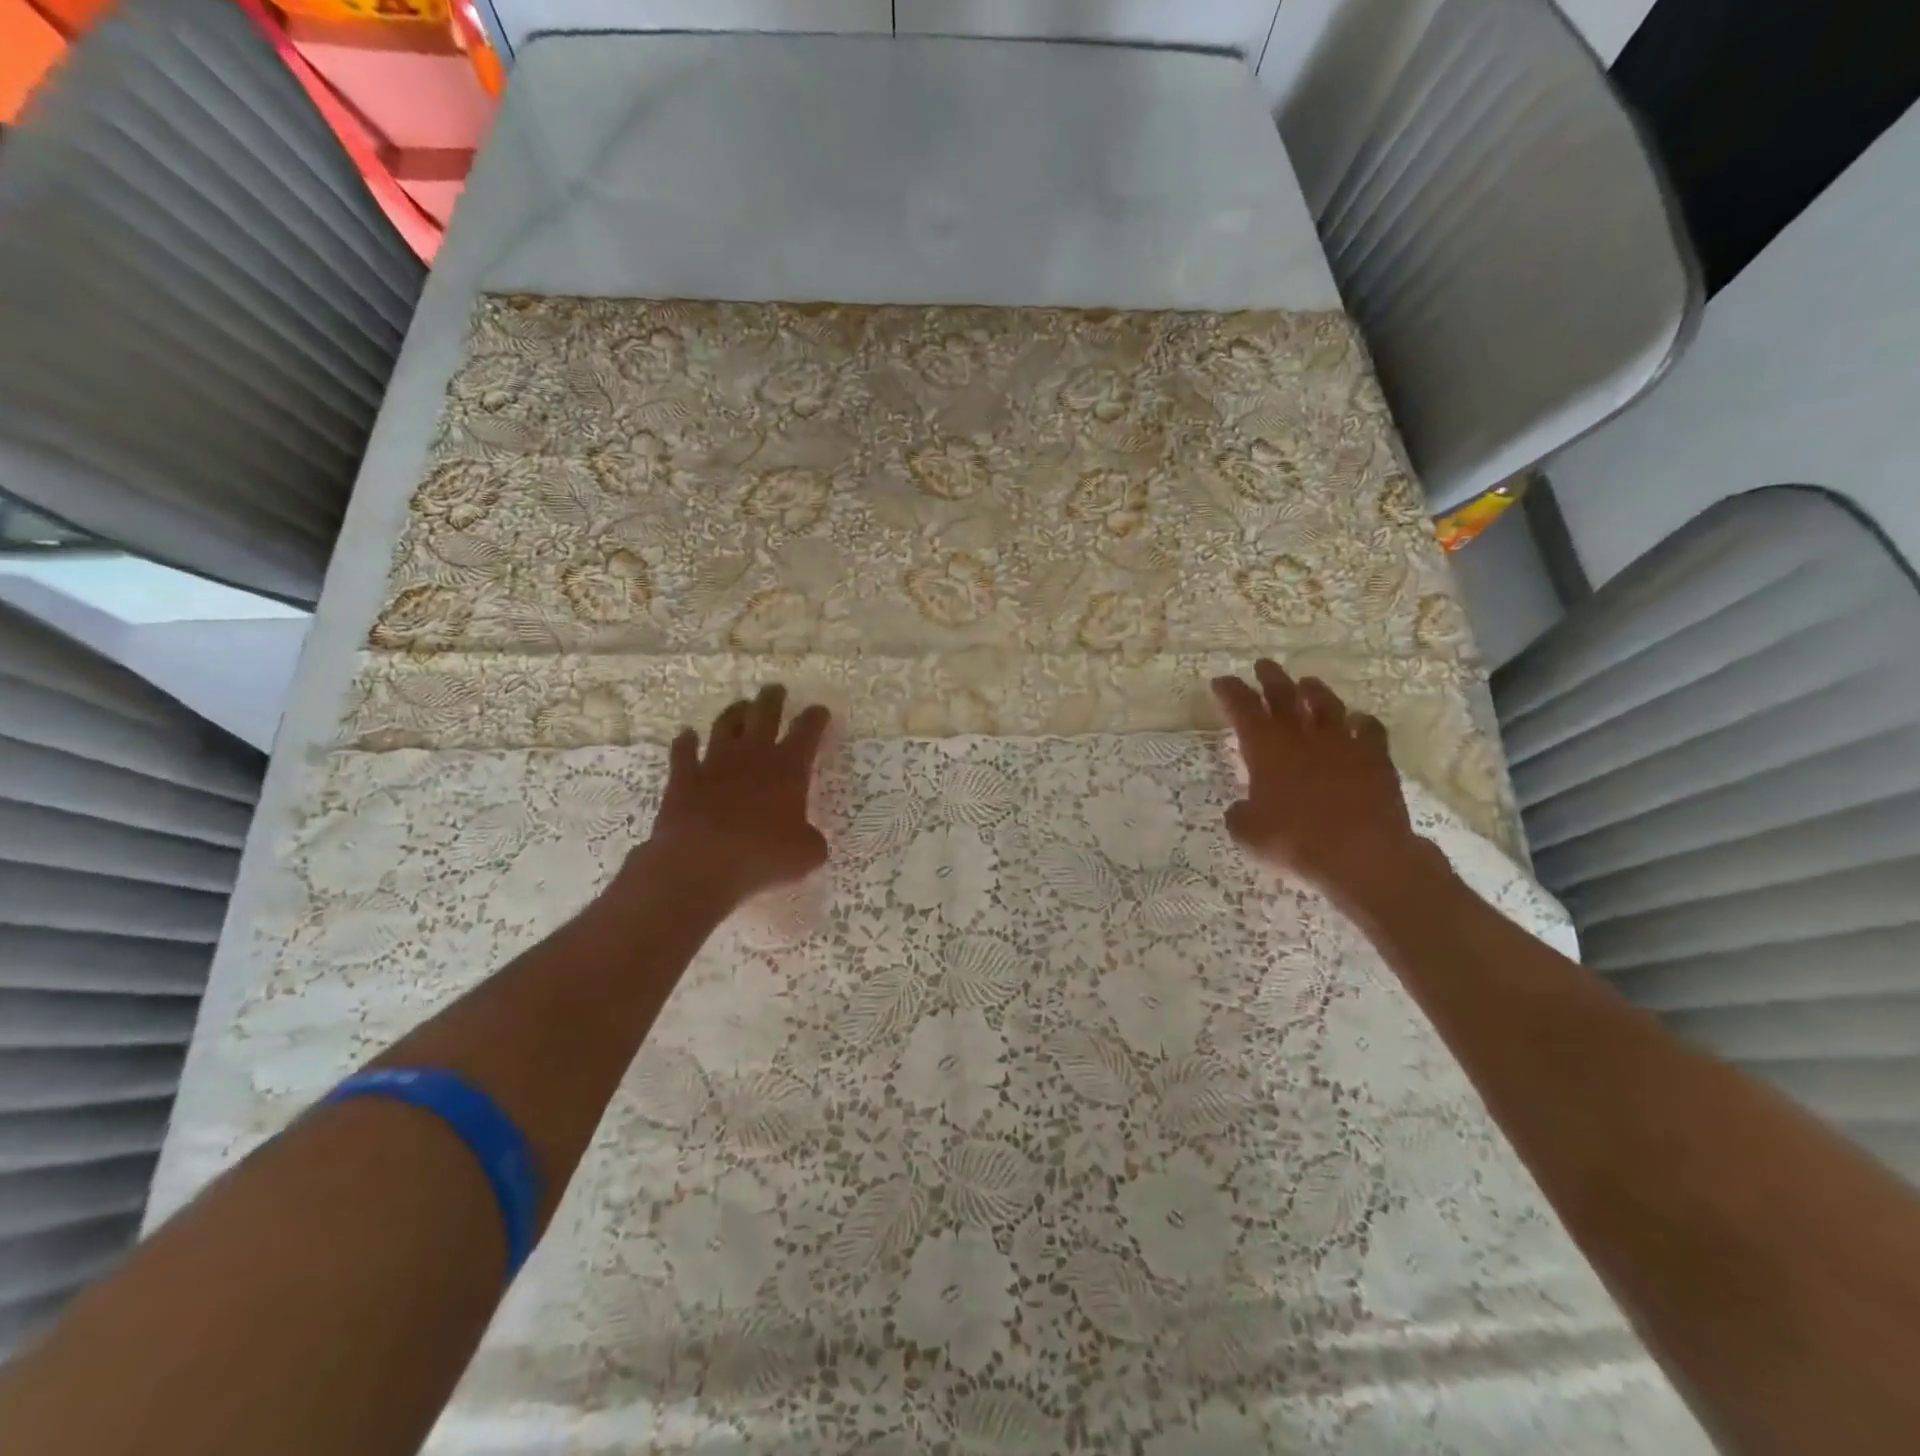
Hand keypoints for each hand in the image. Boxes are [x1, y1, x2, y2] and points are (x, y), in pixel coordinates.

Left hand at [626, 685, 831, 913]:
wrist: (700, 863)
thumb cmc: (761, 856)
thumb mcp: (805, 854)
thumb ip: (811, 840)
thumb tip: (810, 839)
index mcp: (788, 768)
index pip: (807, 731)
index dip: (815, 718)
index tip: (819, 710)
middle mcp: (752, 755)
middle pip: (764, 714)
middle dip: (773, 699)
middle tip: (776, 689)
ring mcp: (714, 762)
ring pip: (726, 725)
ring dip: (735, 713)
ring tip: (741, 706)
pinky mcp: (683, 777)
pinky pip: (683, 751)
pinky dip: (685, 741)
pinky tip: (686, 736)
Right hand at [1211, 660, 1430, 908]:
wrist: (1360, 853)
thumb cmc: (1294, 840)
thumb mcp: (1248, 832)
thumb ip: (1241, 815)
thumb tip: (1242, 809)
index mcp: (1265, 748)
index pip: (1242, 708)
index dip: (1230, 692)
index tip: (1221, 681)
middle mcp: (1302, 736)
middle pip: (1284, 695)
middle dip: (1270, 678)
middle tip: (1263, 665)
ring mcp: (1342, 743)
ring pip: (1326, 704)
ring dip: (1314, 691)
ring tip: (1307, 683)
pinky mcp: (1375, 757)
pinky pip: (1369, 728)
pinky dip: (1361, 721)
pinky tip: (1358, 720)